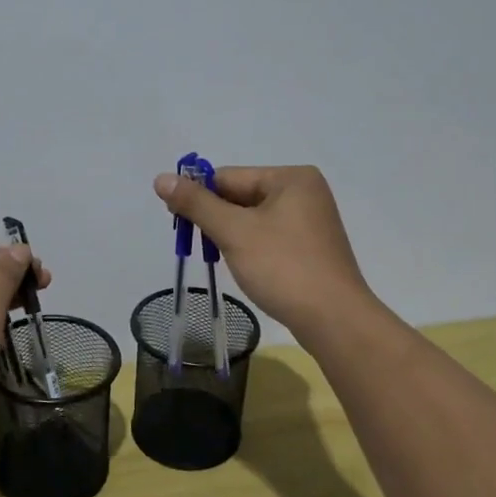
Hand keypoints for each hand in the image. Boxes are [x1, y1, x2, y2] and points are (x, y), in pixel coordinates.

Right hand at [152, 165, 370, 339]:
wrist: (334, 319)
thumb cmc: (283, 267)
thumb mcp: (234, 231)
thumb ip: (196, 204)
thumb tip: (161, 178)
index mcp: (291, 178)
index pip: (229, 177)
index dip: (199, 196)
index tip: (175, 219)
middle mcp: (305, 192)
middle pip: (241, 196)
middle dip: (216, 218)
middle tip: (194, 243)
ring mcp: (311, 221)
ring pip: (253, 219)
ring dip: (231, 235)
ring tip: (219, 257)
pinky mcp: (310, 248)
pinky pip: (269, 237)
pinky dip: (250, 247)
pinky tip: (244, 266)